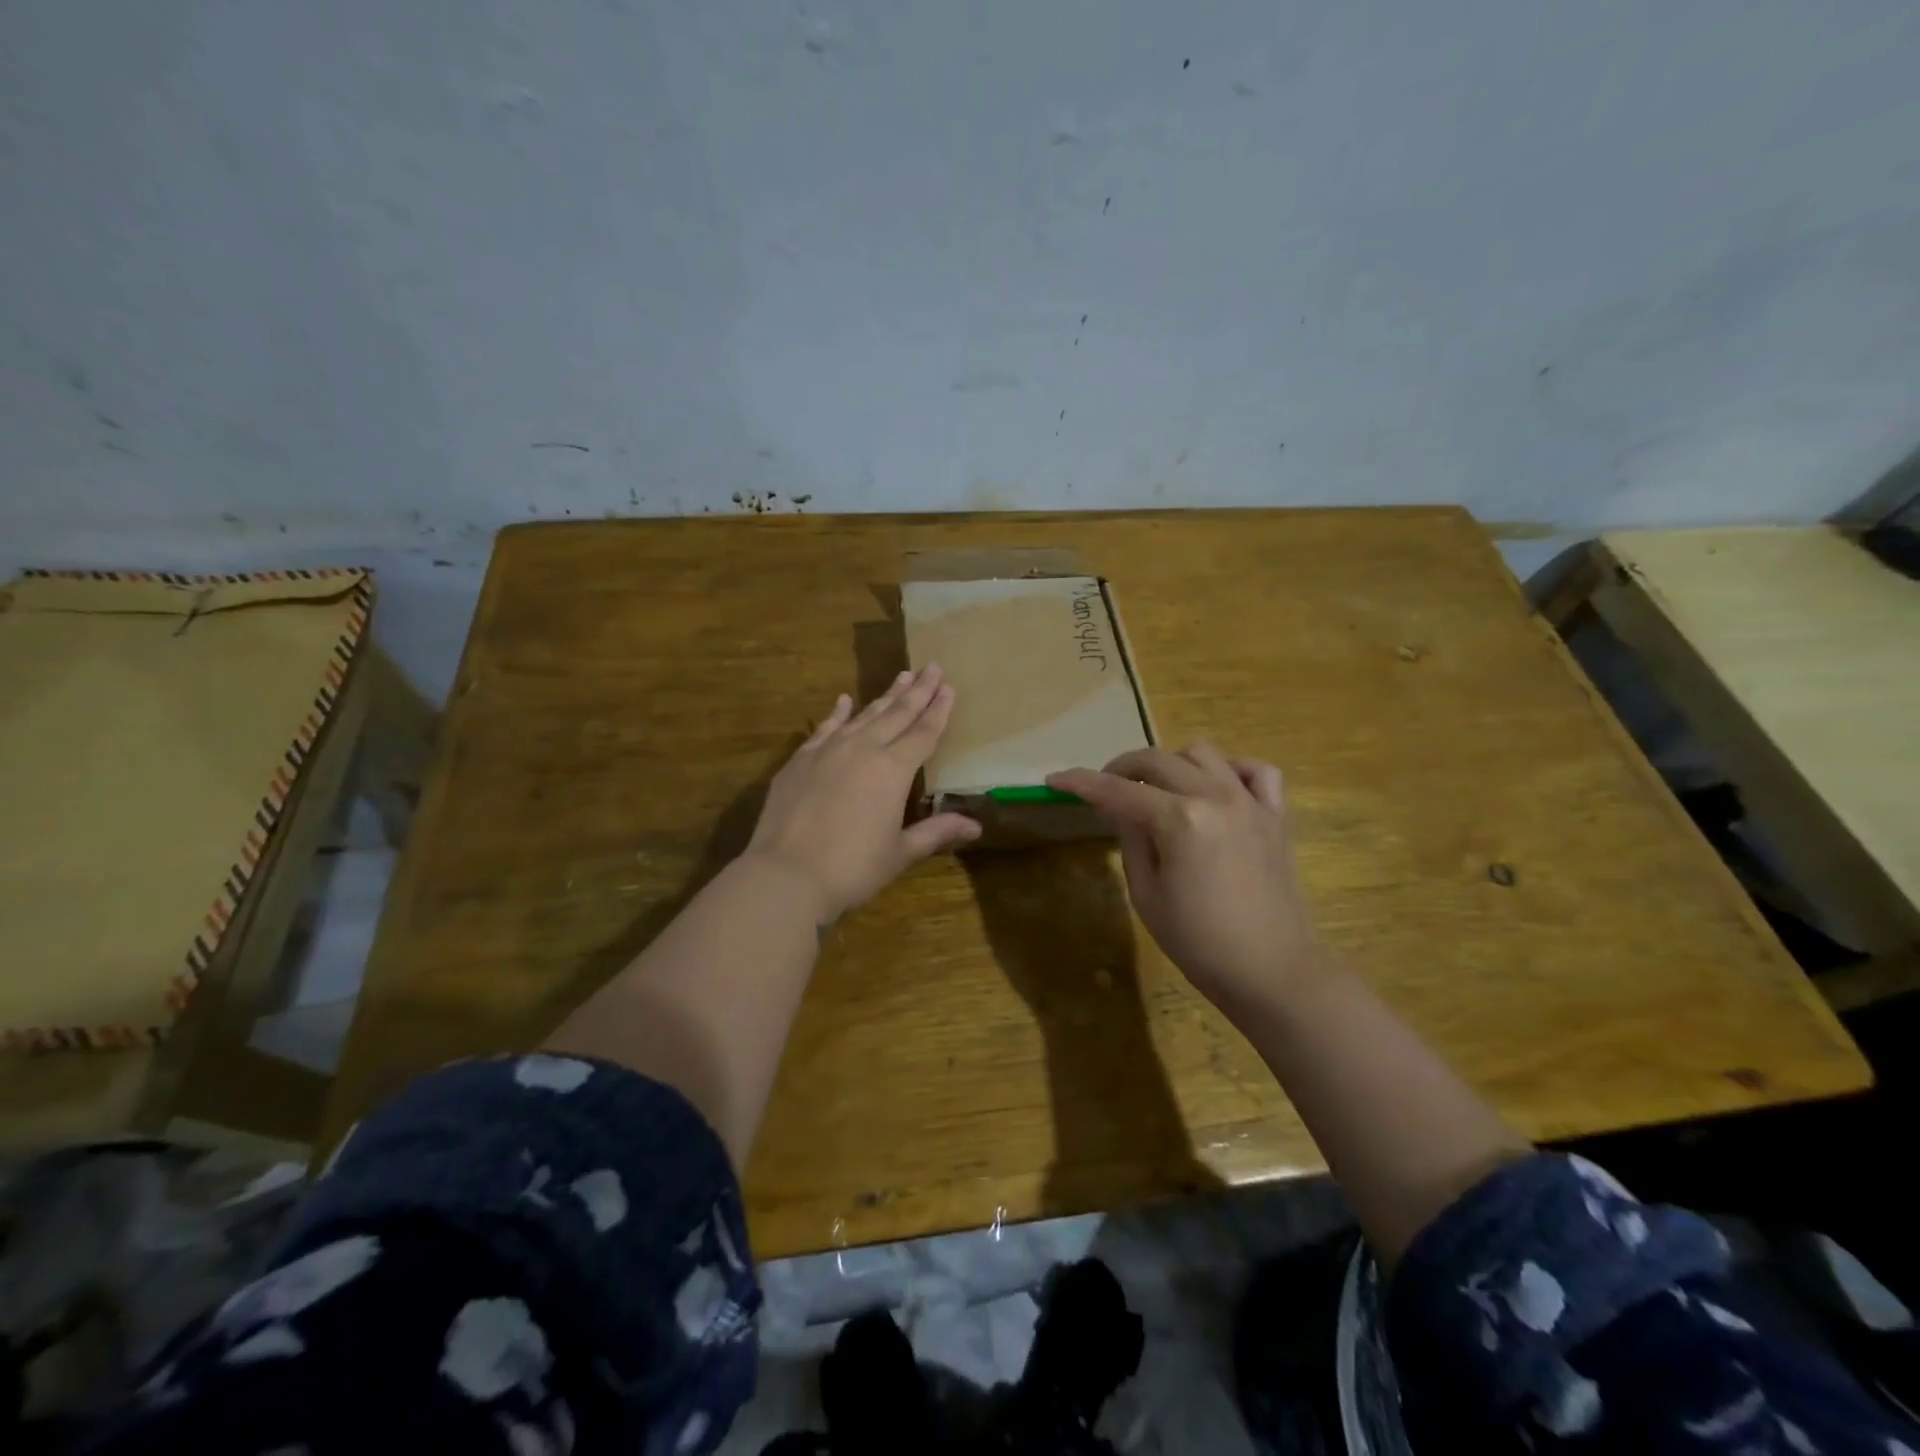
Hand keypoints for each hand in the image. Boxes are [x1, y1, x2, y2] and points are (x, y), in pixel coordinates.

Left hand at [744, 665, 980, 923]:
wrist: (786, 874)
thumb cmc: (852, 868)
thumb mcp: (900, 852)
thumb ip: (936, 832)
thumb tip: (976, 827)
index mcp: (893, 770)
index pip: (924, 733)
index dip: (939, 711)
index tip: (949, 687)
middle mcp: (863, 749)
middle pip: (897, 714)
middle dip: (918, 691)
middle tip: (932, 666)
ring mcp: (828, 751)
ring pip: (864, 715)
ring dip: (885, 696)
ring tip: (902, 675)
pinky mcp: (800, 760)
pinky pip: (825, 727)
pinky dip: (838, 713)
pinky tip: (845, 700)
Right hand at [1048, 743, 1324, 1016]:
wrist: (1272, 972)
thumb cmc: (1200, 943)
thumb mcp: (1147, 895)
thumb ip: (1132, 841)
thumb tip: (1123, 809)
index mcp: (1179, 820)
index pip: (1117, 790)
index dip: (1081, 783)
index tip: (1056, 780)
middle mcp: (1215, 797)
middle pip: (1157, 760)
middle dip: (1121, 768)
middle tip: (1105, 788)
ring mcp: (1250, 802)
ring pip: (1202, 753)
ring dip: (1171, 763)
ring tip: (1159, 788)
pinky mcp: (1276, 815)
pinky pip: (1256, 771)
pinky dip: (1230, 769)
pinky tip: (1215, 787)